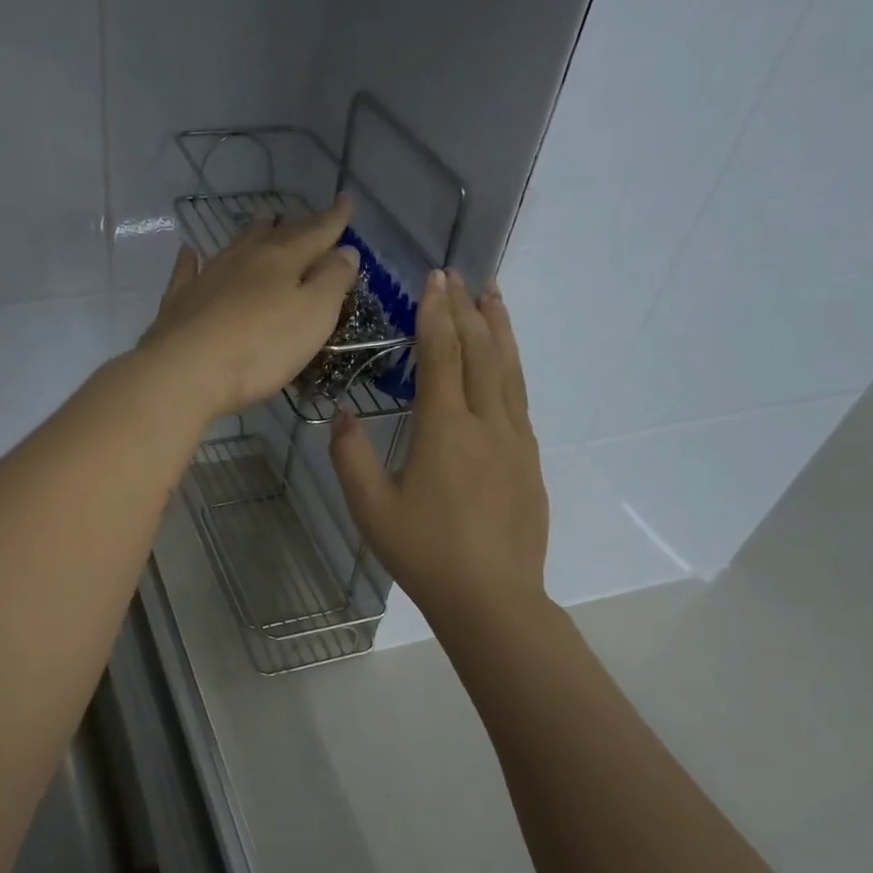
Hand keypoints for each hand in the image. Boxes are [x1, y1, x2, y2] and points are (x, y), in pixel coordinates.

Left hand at [137, 199, 358, 416]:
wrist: (185, 371)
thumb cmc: (259, 349)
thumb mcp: (313, 317)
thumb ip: (332, 281)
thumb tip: (346, 250)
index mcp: (283, 260)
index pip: (316, 233)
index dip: (334, 220)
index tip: (345, 202)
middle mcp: (245, 259)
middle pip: (275, 235)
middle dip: (295, 224)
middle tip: (305, 215)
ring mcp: (208, 277)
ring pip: (235, 245)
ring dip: (252, 232)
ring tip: (263, 220)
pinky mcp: (180, 301)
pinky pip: (187, 270)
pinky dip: (192, 259)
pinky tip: (190, 251)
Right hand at [330, 269, 550, 623]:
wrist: (491, 597)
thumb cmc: (424, 552)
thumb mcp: (370, 508)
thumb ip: (350, 456)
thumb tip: (343, 416)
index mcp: (444, 429)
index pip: (443, 355)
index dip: (437, 313)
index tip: (435, 277)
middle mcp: (486, 423)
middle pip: (482, 352)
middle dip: (469, 309)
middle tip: (462, 274)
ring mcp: (515, 441)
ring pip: (509, 370)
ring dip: (500, 329)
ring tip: (495, 296)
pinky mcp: (529, 461)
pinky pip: (520, 398)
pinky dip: (511, 367)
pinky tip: (505, 364)